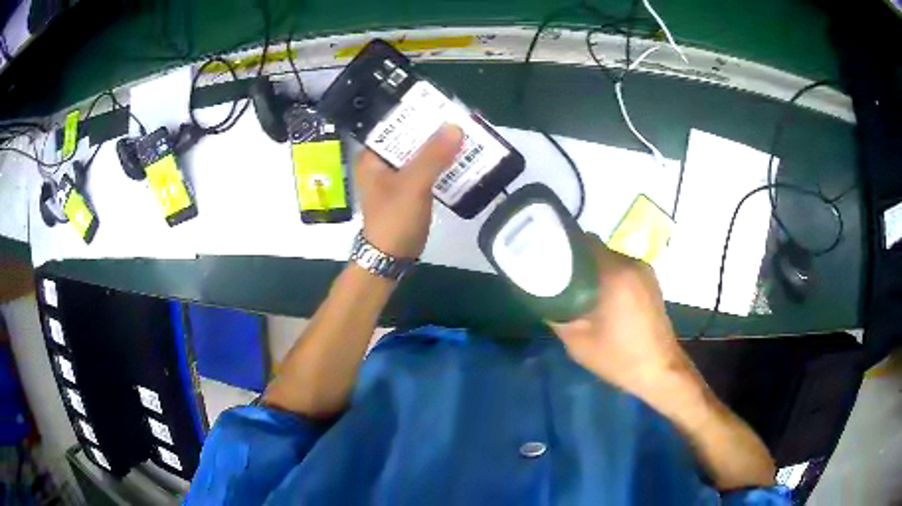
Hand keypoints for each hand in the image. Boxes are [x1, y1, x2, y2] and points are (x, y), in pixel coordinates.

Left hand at [355, 125, 462, 258]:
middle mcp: (381, 163)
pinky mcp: (408, 191)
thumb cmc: (394, 220)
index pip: (393, 125)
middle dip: (433, 130)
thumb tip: (455, 126)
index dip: (415, 113)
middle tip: (460, 119)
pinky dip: (441, 166)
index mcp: (372, 157)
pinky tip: (460, 160)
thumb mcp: (413, 185)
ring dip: (439, 148)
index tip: (440, 105)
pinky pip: (426, 171)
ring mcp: (395, 178)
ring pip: (419, 155)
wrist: (391, 259)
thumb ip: (433, 156)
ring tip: (465, 135)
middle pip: (408, 138)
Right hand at [549, 234, 692, 398]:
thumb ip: (557, 314)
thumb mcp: (577, 341)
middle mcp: (631, 264)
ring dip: (595, 270)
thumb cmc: (618, 357)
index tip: (548, 259)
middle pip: (596, 249)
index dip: (564, 247)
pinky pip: (623, 269)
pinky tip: (603, 298)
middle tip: (561, 279)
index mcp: (614, 274)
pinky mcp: (651, 281)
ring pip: (610, 259)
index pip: (583, 242)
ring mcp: (644, 271)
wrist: (661, 369)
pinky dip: (610, 277)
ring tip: (581, 290)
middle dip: (578, 260)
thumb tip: (545, 297)